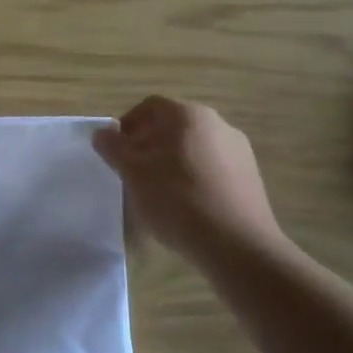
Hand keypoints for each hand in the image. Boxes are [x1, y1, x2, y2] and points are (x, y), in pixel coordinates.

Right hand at [93, 96, 285, 264]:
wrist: (237, 245)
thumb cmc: (177, 200)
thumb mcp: (133, 174)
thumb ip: (113, 148)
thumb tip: (101, 133)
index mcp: (188, 115)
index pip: (149, 106)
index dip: (127, 125)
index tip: (116, 152)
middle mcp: (218, 123)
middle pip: (173, 125)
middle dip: (149, 144)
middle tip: (133, 172)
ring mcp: (239, 150)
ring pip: (194, 147)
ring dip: (171, 161)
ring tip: (159, 192)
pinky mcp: (251, 177)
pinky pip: (213, 167)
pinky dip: (194, 177)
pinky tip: (186, 205)